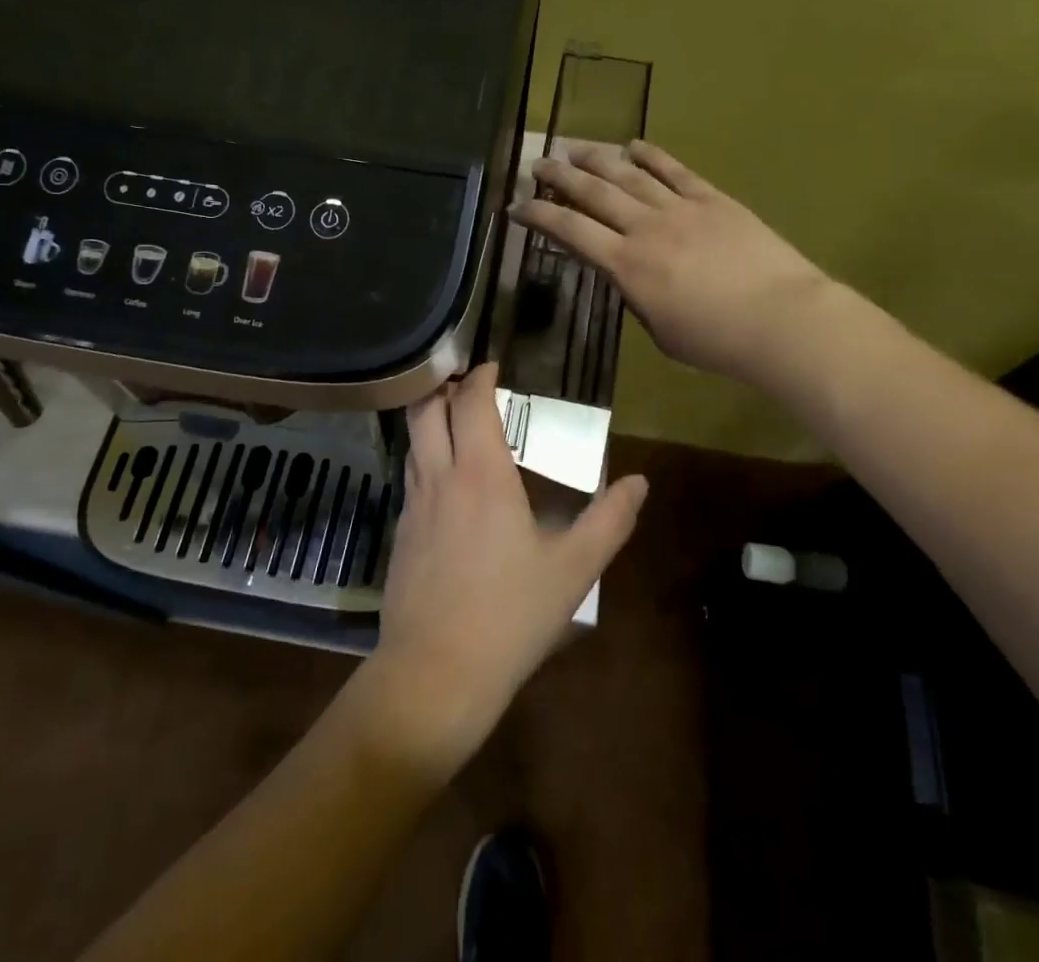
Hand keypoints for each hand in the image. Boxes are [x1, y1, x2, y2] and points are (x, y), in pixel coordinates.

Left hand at [360, 365, 647, 777]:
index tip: (492, 366)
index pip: (470, 403)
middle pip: (427, 410)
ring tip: (456, 421)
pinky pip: (411, 476)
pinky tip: (446, 481)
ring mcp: (413, 505)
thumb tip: (639, 482)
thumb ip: (610, 521)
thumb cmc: (510, 615)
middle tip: (468, 384)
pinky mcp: (399, 533)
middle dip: (444, 387)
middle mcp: (440, 477)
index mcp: (480, 474)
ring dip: (430, 419)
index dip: (480, 378)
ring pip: (413, 441)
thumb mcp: (573, 570)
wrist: (436, 672)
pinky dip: (426, 457)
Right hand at [512, 140, 827, 382]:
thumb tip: (625, 275)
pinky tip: (633, 144)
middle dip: (560, 176)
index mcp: (627, 266)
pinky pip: (675, 170)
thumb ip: (635, 297)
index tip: (516, 207)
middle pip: (593, 193)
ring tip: (574, 146)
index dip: (539, 217)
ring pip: (629, 174)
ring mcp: (680, 208)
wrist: (782, 319)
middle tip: (538, 164)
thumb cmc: (717, 341)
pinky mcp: (712, 199)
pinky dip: (651, 155)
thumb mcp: (660, 331)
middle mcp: (645, 228)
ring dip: (597, 158)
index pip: (570, 232)